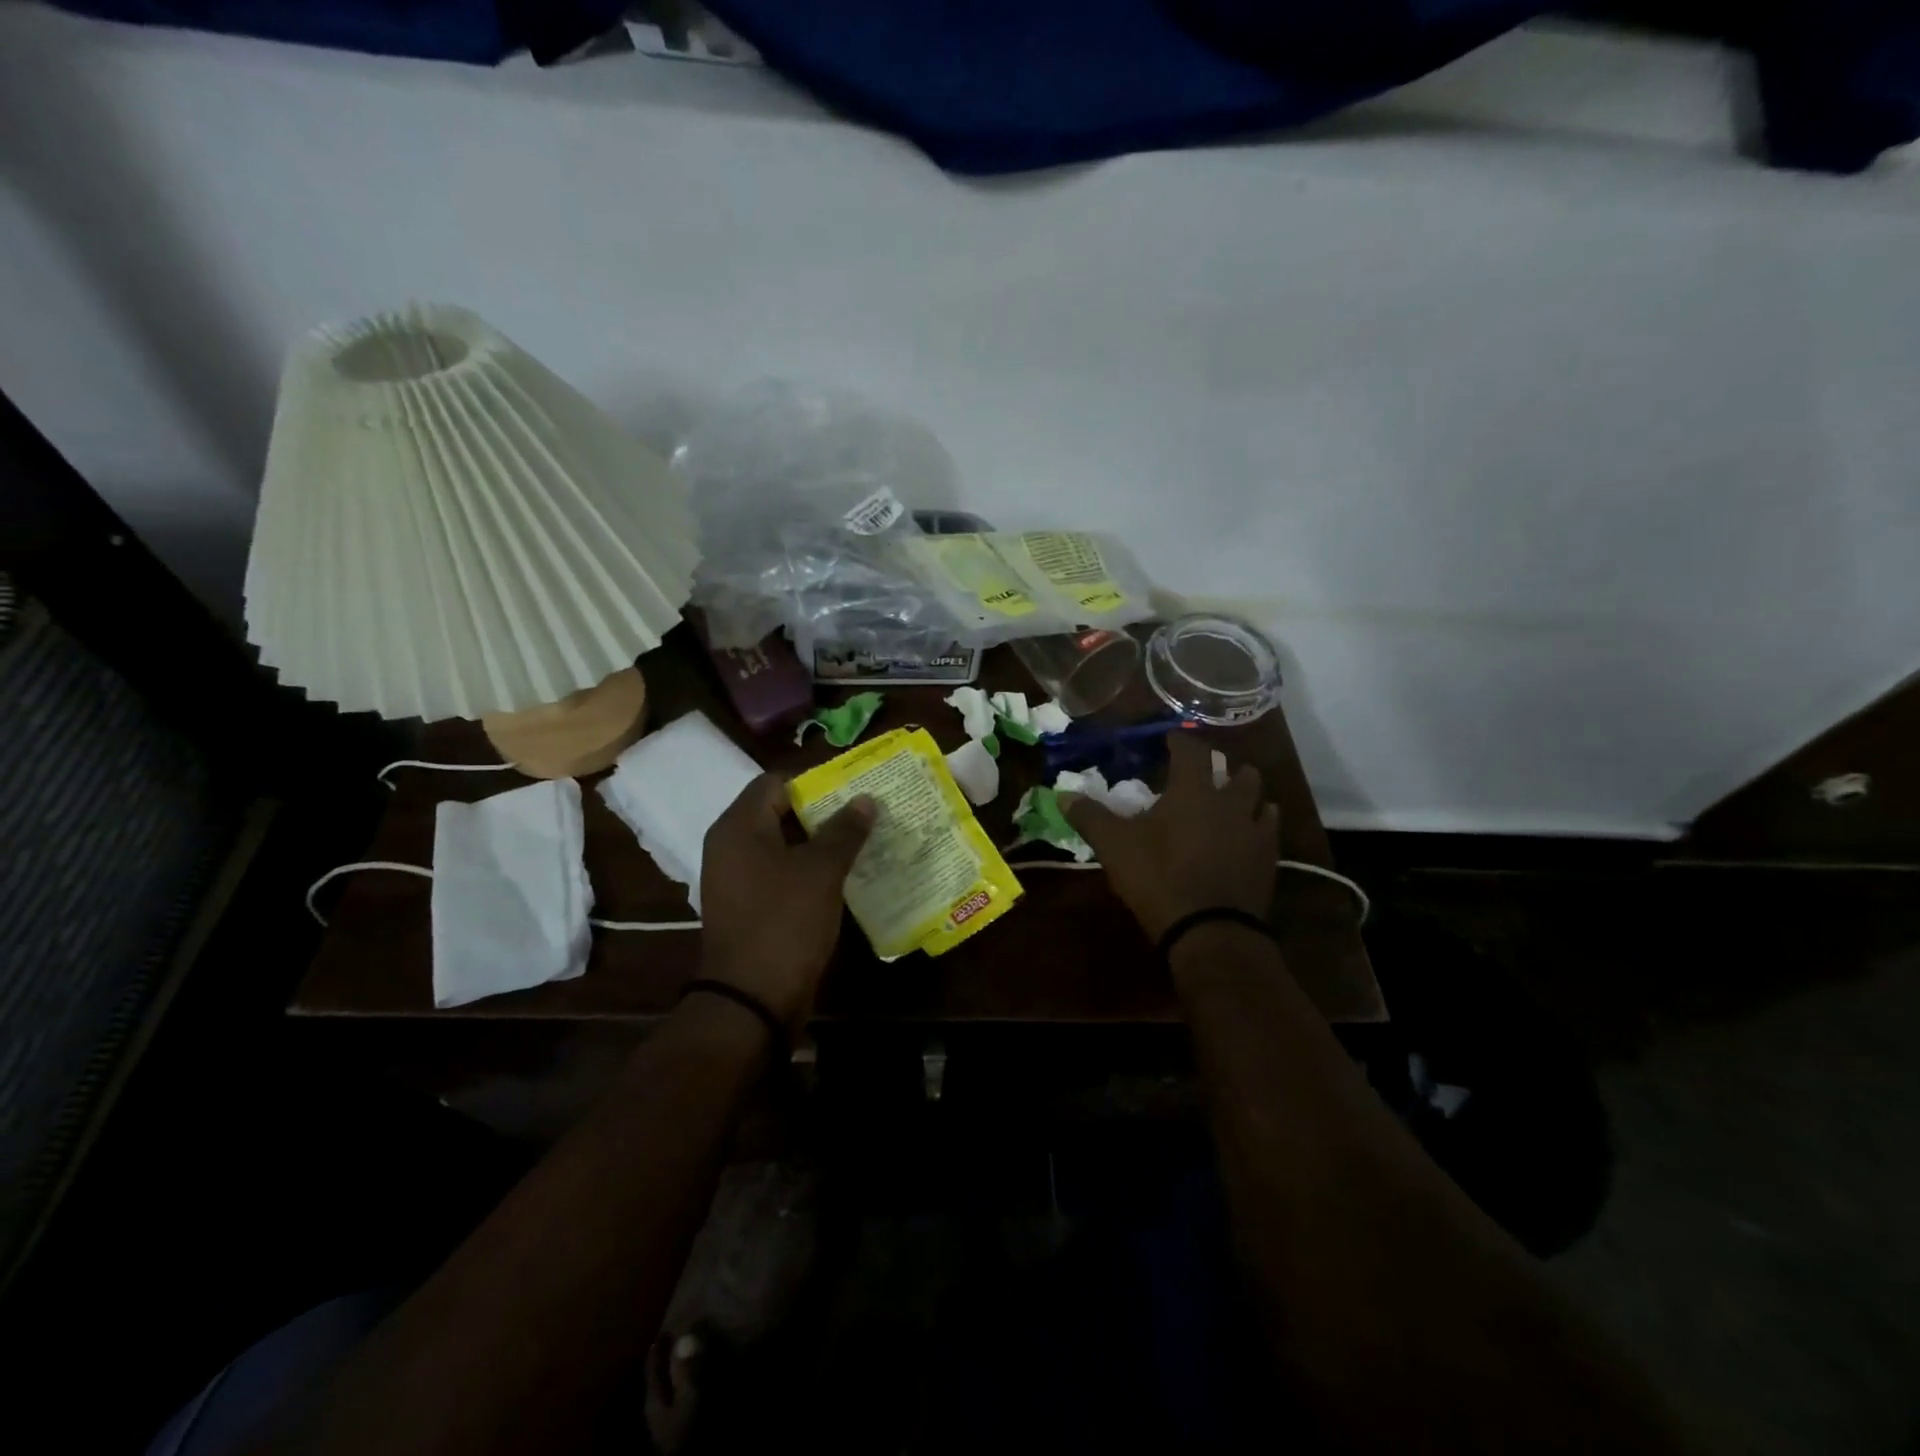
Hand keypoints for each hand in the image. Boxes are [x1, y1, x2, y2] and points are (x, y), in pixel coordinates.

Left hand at [698, 773, 875, 1028]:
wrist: (751, 999)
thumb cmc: (784, 922)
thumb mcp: (821, 871)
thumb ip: (844, 830)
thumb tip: (865, 799)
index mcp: (739, 827)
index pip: (776, 782)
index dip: (816, 780)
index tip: (854, 785)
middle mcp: (731, 846)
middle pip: (779, 812)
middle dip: (823, 810)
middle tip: (865, 809)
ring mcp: (737, 879)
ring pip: (783, 845)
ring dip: (819, 841)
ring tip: (863, 837)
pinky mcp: (749, 906)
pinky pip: (781, 873)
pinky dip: (809, 868)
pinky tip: (844, 872)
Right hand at [1063, 733, 1277, 941]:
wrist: (1209, 930)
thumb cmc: (1158, 877)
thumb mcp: (1114, 846)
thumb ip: (1090, 816)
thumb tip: (1062, 794)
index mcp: (1193, 790)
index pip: (1191, 751)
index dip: (1180, 742)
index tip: (1170, 740)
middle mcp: (1229, 801)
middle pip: (1237, 771)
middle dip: (1222, 767)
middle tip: (1206, 773)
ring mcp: (1254, 830)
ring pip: (1259, 798)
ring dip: (1246, 793)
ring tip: (1232, 799)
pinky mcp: (1268, 860)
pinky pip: (1269, 830)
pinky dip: (1259, 824)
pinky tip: (1249, 834)